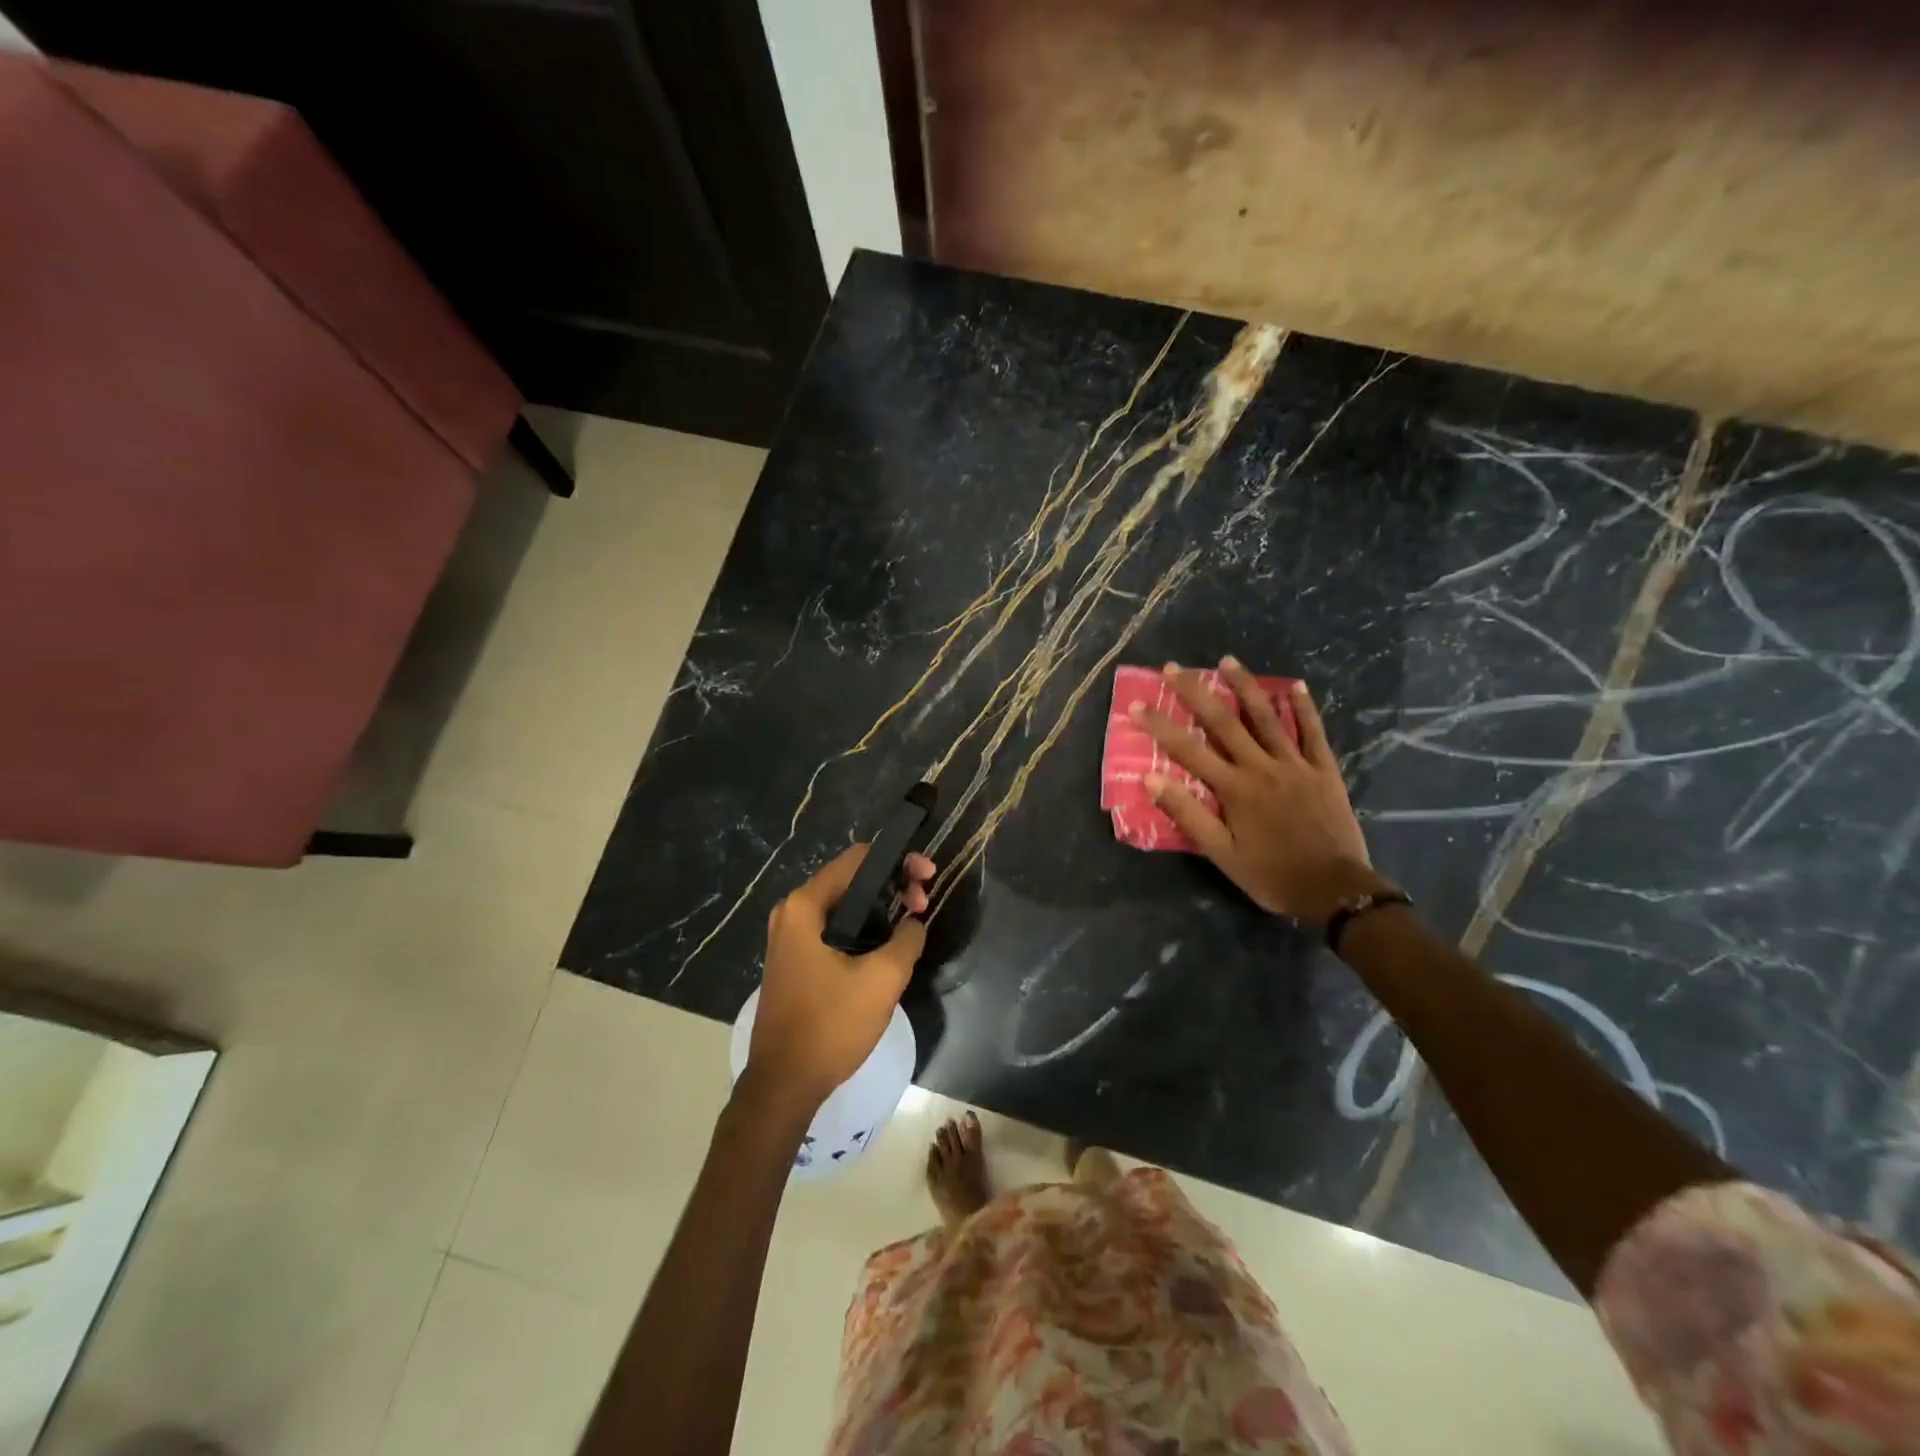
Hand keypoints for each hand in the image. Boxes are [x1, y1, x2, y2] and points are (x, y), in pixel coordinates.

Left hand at [746, 845, 934, 1111]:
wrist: (784, 1084)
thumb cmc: (831, 1025)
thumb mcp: (882, 979)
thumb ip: (907, 938)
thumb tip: (914, 922)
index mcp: (805, 906)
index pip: (858, 859)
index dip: (898, 861)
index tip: (927, 877)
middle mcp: (792, 912)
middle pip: (851, 880)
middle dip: (892, 885)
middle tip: (924, 904)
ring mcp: (790, 937)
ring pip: (845, 906)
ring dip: (881, 909)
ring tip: (912, 924)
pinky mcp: (796, 960)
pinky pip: (835, 929)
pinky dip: (863, 929)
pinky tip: (888, 946)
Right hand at [1133, 657, 1385, 924]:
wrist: (1336, 890)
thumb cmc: (1272, 875)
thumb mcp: (1221, 854)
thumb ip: (1188, 814)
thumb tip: (1151, 778)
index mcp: (1234, 788)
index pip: (1188, 749)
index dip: (1160, 725)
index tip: (1138, 703)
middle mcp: (1261, 767)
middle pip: (1223, 722)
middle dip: (1195, 692)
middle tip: (1174, 667)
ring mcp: (1296, 765)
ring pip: (1266, 717)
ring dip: (1245, 687)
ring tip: (1227, 660)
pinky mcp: (1324, 770)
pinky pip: (1313, 733)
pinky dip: (1304, 708)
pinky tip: (1295, 686)